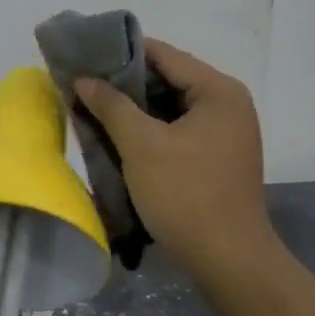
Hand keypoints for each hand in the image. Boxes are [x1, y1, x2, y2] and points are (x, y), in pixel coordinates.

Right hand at [75, 39, 277, 284]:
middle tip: (84, 84)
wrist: (230, 262)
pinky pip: (179, 130)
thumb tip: (84, 79)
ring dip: (136, 109)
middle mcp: (228, 103)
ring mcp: (226, 132)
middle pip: (169, 79)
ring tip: (95, 108)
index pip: (164, 55)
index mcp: (218, 90)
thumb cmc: (187, 195)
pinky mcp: (219, 157)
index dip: (122, 53)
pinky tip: (120, 137)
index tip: (86, 56)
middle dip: (126, 83)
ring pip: (172, 107)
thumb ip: (112, 106)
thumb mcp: (142, 146)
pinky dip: (152, 130)